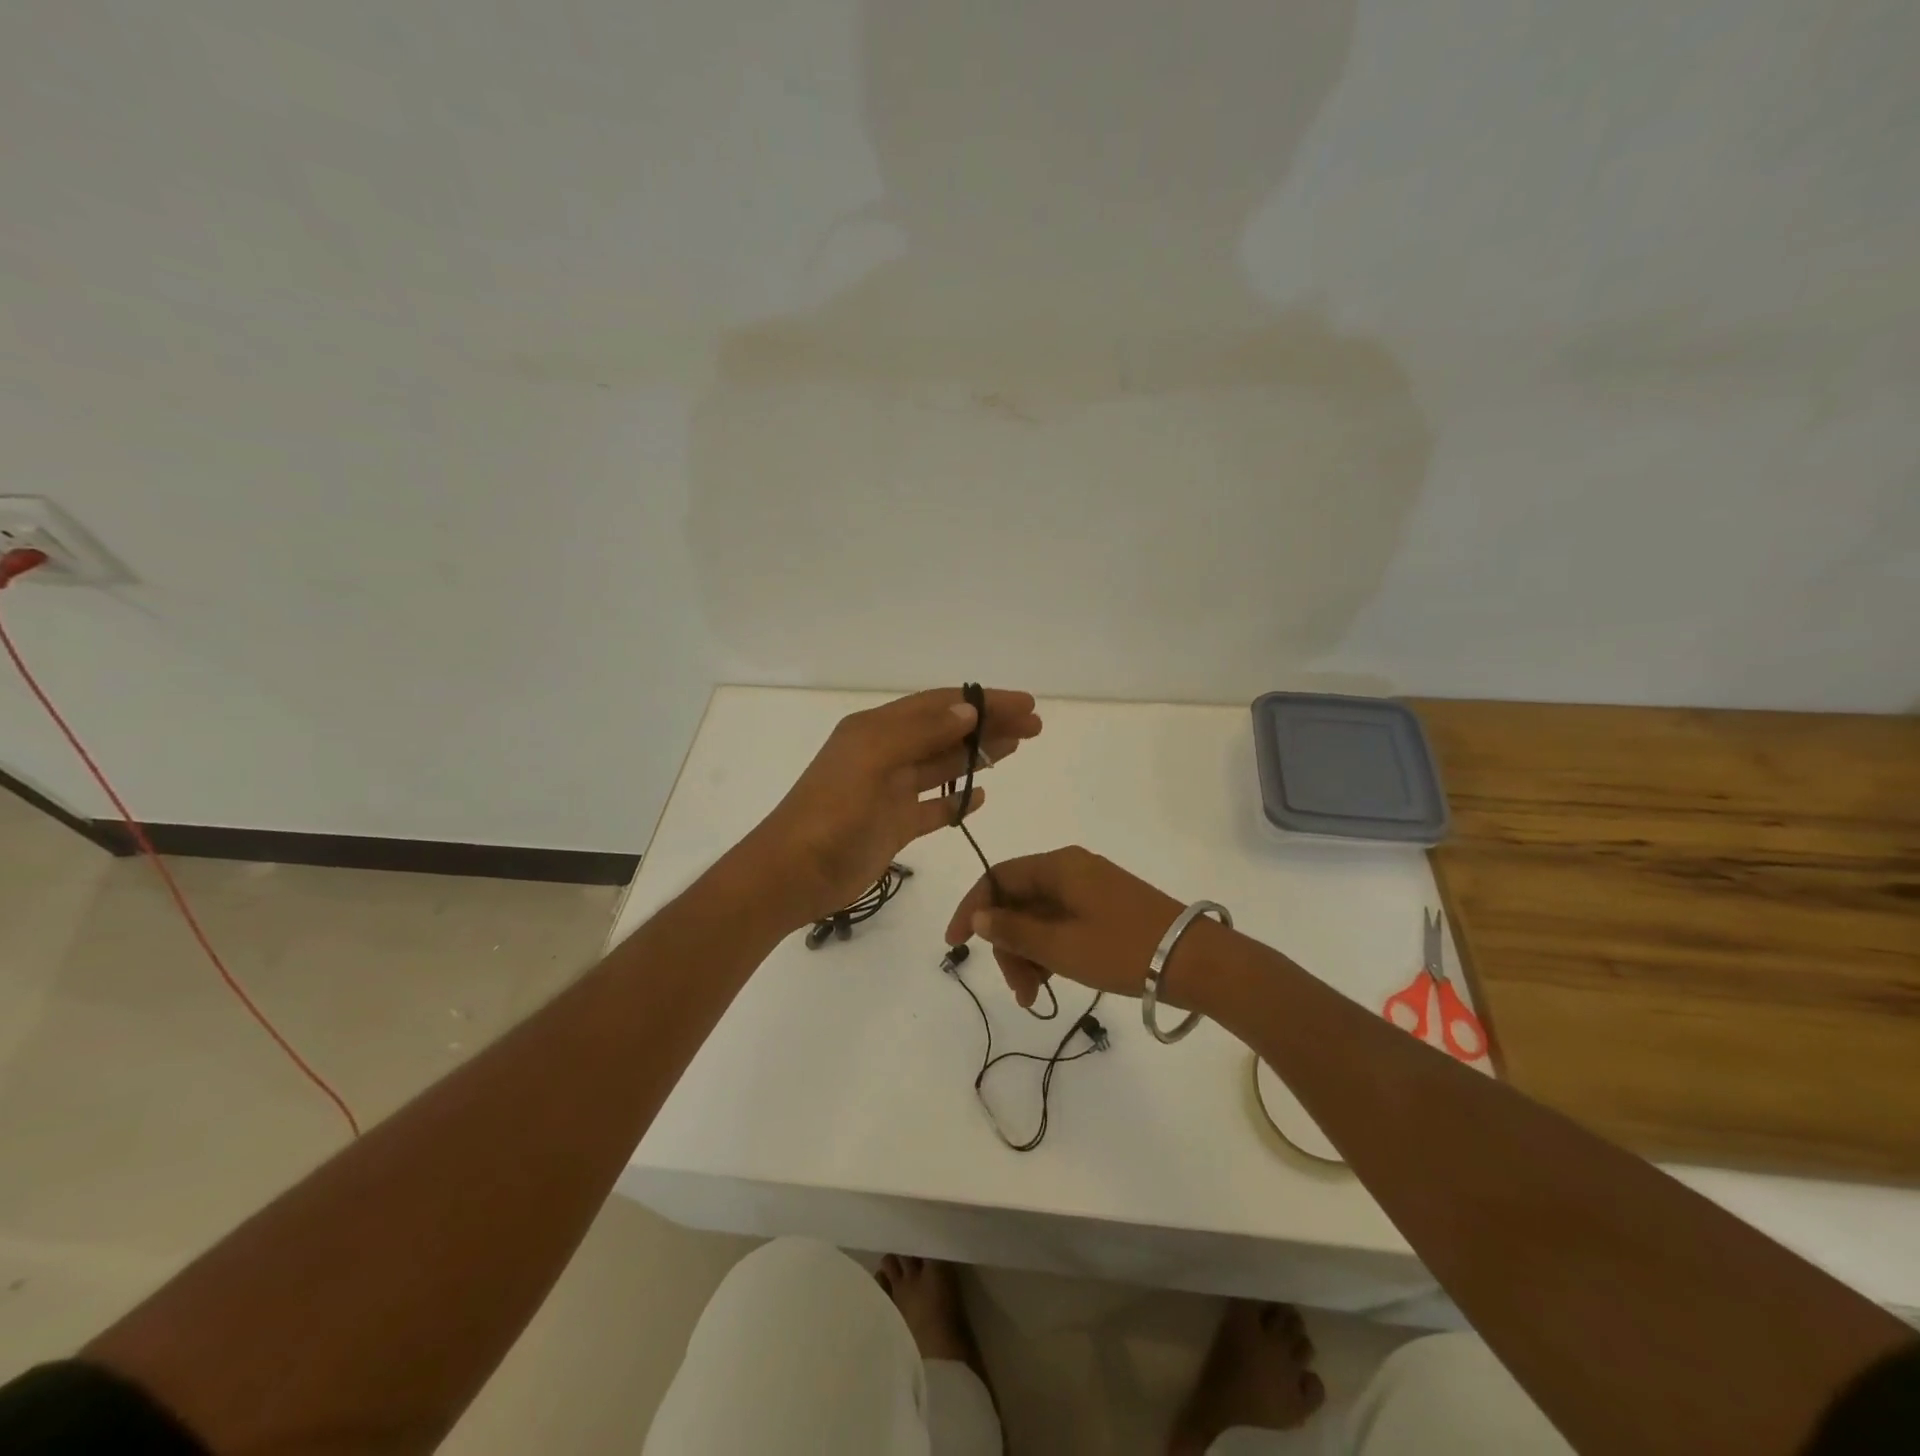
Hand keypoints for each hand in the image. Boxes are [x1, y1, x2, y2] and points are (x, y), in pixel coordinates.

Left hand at [737, 688, 1042, 928]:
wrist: (794, 873)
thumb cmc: (832, 812)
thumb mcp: (873, 760)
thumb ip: (920, 733)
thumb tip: (968, 710)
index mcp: (877, 730)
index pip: (940, 705)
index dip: (984, 701)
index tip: (1026, 705)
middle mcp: (885, 754)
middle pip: (947, 732)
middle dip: (990, 726)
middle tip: (1034, 727)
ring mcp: (890, 791)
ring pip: (943, 766)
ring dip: (978, 756)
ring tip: (1017, 748)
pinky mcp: (893, 825)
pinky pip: (933, 808)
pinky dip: (957, 801)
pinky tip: (981, 796)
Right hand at [944, 846, 1199, 1010]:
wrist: (1195, 960)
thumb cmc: (1122, 949)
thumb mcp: (1060, 946)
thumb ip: (1013, 931)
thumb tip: (978, 916)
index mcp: (1058, 866)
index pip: (998, 877)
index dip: (971, 907)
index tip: (955, 944)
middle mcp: (1072, 869)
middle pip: (1018, 901)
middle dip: (1007, 944)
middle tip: (1017, 989)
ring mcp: (1091, 889)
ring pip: (1039, 916)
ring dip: (1028, 954)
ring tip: (1033, 996)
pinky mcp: (1106, 909)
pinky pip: (1062, 924)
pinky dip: (1050, 951)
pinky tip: (1051, 983)